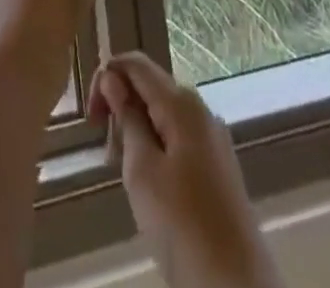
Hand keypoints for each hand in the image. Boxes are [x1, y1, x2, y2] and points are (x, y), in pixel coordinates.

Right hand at [91, 54, 283, 287]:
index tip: (92, 119)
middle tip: (109, 156)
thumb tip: (112, 77)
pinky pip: (177, 139)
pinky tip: (151, 189)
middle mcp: (199, 109)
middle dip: (122, 110)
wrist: (237, 287)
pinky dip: (156, 150)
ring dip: (137, 133)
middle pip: (149, 88)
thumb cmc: (182, 226)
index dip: (107, 77)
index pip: (136, 64)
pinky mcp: (217, 166)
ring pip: (162, 116)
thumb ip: (127, 118)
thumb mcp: (142, 171)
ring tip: (127, 177)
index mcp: (181, 102)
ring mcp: (211, 137)